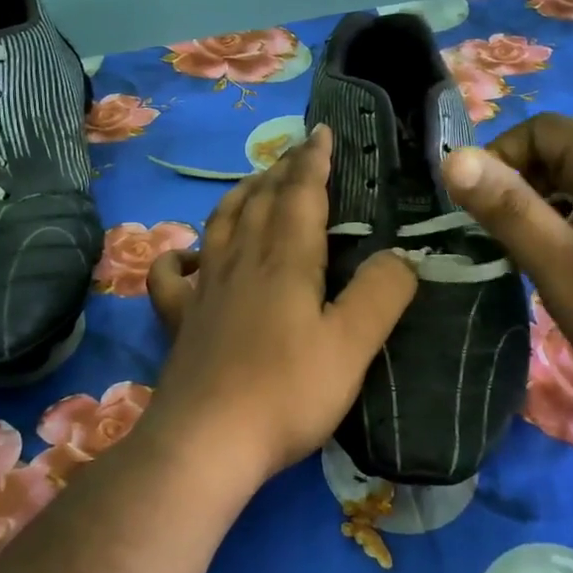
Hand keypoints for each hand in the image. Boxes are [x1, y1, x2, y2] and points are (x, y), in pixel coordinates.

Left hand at [146, 125, 418, 483]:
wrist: (208, 441)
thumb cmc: (287, 392)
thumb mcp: (352, 345)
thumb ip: (381, 294)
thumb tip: (402, 256)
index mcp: (285, 260)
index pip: (301, 193)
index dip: (313, 160)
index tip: (322, 131)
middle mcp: (241, 261)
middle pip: (260, 200)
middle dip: (281, 170)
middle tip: (296, 151)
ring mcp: (204, 289)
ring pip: (220, 224)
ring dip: (240, 196)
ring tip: (254, 183)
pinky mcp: (180, 319)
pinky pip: (171, 276)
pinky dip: (178, 256)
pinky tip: (187, 255)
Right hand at [441, 112, 572, 409]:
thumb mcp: (555, 262)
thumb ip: (504, 206)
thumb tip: (453, 157)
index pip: (545, 128)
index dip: (503, 155)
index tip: (484, 206)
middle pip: (565, 154)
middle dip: (522, 185)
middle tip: (503, 237)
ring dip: (546, 210)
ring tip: (534, 258)